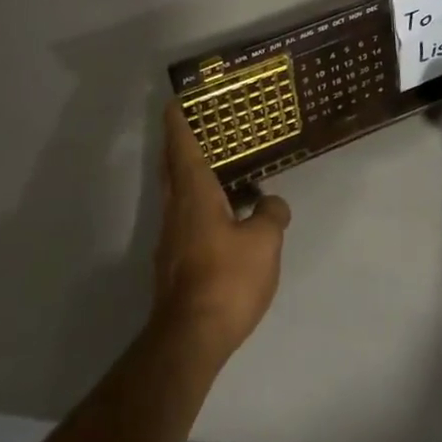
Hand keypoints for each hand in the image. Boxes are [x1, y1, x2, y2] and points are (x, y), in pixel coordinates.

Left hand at [151, 100, 290, 363]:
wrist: (189, 340)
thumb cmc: (226, 279)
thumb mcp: (264, 243)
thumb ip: (271, 214)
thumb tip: (271, 202)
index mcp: (193, 193)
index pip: (181, 146)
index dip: (177, 121)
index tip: (174, 101)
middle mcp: (175, 209)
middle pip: (172, 167)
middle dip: (178, 144)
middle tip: (195, 126)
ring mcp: (169, 239)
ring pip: (176, 195)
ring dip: (188, 176)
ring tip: (216, 169)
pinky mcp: (172, 264)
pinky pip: (183, 220)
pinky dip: (196, 205)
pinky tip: (220, 218)